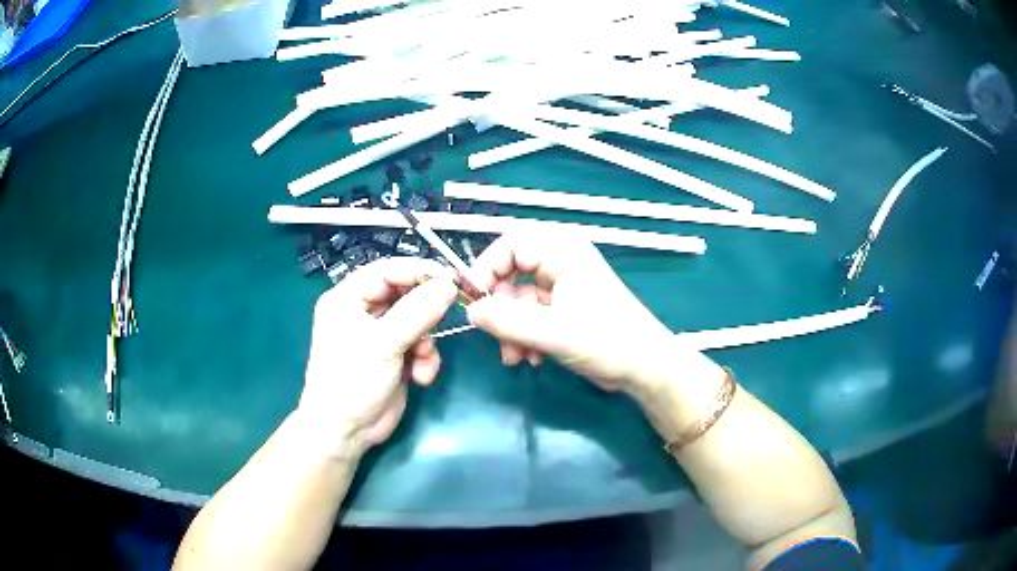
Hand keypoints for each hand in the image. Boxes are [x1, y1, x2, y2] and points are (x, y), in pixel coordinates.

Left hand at [298, 258, 457, 456]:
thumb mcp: (383, 343)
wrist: (346, 431)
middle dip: (426, 311)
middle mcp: (363, 312)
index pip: (387, 271)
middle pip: (405, 295)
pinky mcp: (395, 356)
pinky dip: (425, 359)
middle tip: (449, 312)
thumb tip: (449, 284)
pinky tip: (420, 377)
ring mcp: (381, 335)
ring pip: (418, 321)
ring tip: (422, 361)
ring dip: (427, 342)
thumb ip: (417, 312)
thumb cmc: (352, 380)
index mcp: (348, 298)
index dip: (418, 271)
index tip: (450, 277)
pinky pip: (420, 345)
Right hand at [466, 233, 687, 393]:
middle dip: (500, 307)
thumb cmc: (607, 341)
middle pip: (511, 272)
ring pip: (518, 298)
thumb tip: (470, 311)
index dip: (486, 268)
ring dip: (511, 328)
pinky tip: (530, 358)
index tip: (472, 299)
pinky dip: (524, 335)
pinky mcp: (564, 307)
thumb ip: (506, 321)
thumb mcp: (552, 332)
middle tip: (493, 333)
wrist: (644, 368)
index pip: (509, 244)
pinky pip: (531, 315)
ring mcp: (563, 285)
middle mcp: (561, 261)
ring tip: (515, 356)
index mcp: (562, 251)